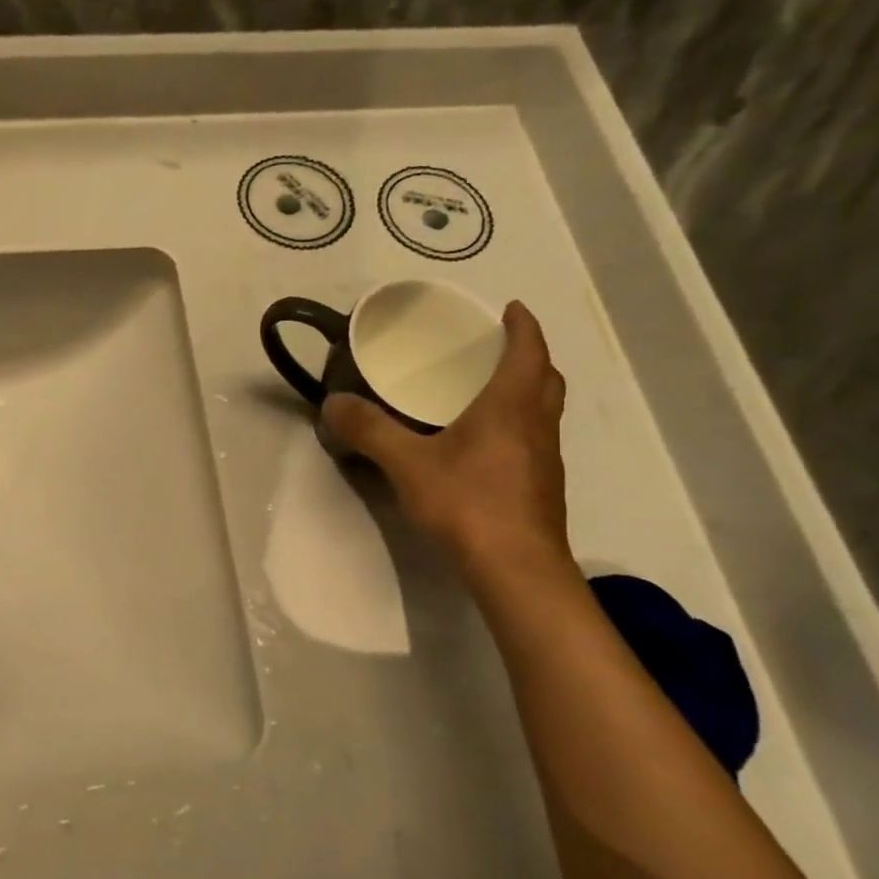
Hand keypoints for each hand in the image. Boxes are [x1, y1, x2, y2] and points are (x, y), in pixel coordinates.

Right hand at [322, 301, 569, 575]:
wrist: (516, 569)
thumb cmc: (468, 503)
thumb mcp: (407, 464)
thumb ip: (370, 430)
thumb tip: (333, 403)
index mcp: (511, 407)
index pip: (528, 352)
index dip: (523, 326)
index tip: (510, 309)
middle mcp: (536, 426)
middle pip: (545, 379)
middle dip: (528, 356)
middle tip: (496, 349)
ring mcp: (544, 459)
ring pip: (543, 411)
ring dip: (525, 391)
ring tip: (488, 391)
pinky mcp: (540, 488)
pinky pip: (534, 439)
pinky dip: (517, 424)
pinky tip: (484, 445)